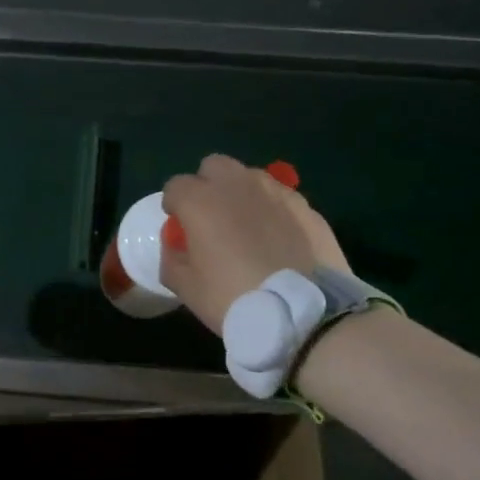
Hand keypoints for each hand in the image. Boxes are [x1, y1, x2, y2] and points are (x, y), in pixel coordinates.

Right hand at [159, 154, 350, 334]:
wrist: (303, 313)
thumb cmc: (233, 299)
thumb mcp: (187, 289)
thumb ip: (172, 260)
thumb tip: (176, 247)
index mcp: (202, 202)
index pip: (175, 185)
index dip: (173, 205)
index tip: (180, 226)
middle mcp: (238, 185)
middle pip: (214, 166)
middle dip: (207, 185)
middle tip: (211, 218)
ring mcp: (276, 192)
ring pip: (250, 177)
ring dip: (241, 193)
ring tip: (247, 226)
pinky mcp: (306, 206)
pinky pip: (280, 197)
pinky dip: (272, 210)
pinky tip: (278, 239)